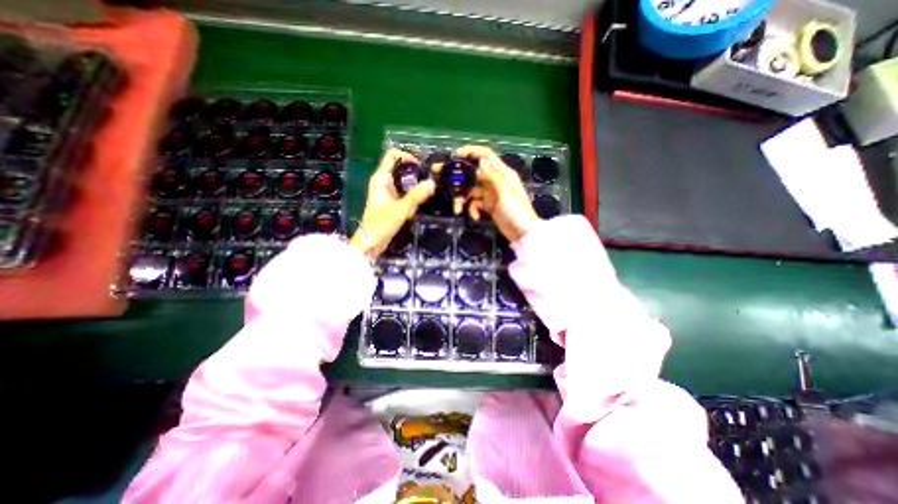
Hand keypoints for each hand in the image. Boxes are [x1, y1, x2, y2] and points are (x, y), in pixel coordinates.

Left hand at [349, 148, 437, 260]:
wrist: (371, 242)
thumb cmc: (381, 224)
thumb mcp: (400, 209)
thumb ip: (416, 195)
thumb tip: (432, 183)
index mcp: (381, 178)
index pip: (393, 156)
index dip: (407, 156)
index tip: (422, 165)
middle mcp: (384, 182)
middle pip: (402, 169)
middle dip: (416, 176)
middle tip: (430, 183)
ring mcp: (389, 193)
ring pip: (406, 184)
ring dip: (415, 191)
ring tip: (422, 200)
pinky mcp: (393, 202)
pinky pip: (406, 195)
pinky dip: (412, 200)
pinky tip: (414, 211)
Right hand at [459, 146, 535, 241]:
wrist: (523, 233)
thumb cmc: (517, 211)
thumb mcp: (504, 192)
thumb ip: (492, 176)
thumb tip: (480, 161)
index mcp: (502, 173)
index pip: (486, 156)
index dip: (472, 152)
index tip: (456, 155)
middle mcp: (495, 181)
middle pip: (474, 173)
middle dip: (459, 177)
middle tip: (442, 178)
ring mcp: (490, 194)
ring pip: (471, 190)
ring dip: (463, 199)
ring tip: (457, 209)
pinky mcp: (488, 206)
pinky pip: (474, 203)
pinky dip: (472, 210)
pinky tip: (475, 217)